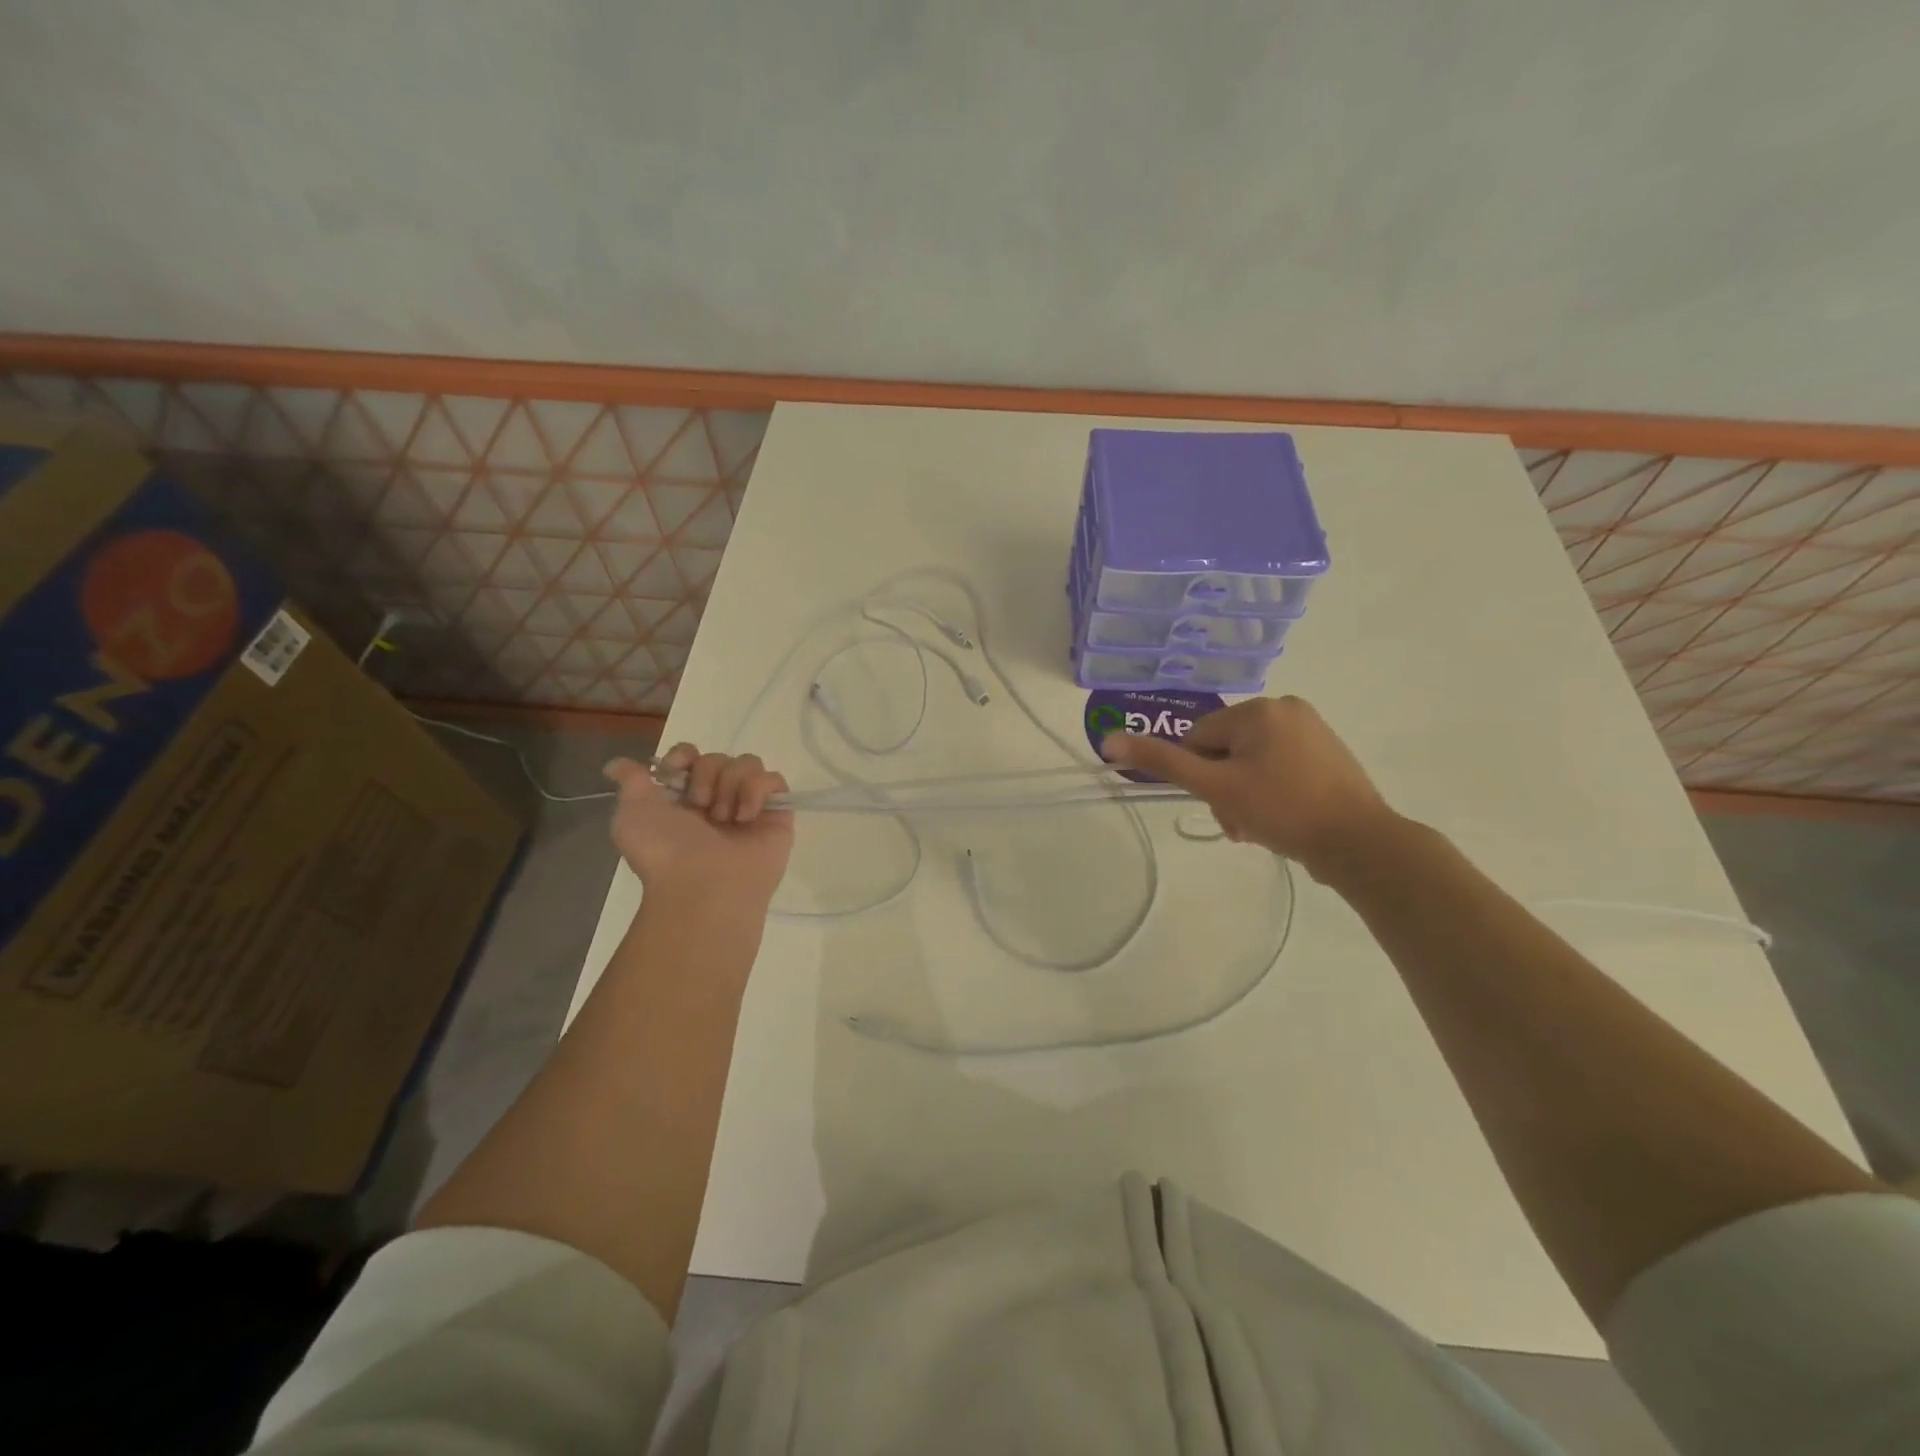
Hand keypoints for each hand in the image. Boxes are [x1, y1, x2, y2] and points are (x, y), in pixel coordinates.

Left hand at [603, 745, 792, 905]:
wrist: (703, 886)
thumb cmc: (665, 851)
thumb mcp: (631, 814)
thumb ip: (630, 782)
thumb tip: (615, 765)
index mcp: (683, 799)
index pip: (691, 755)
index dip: (684, 755)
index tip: (676, 770)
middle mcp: (718, 800)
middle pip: (719, 757)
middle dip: (707, 775)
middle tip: (700, 806)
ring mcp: (749, 807)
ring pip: (748, 763)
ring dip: (731, 784)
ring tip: (724, 817)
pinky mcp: (777, 815)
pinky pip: (774, 780)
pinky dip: (758, 790)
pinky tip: (746, 817)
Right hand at [1101, 696, 1397, 880]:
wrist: (1361, 843)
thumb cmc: (1283, 810)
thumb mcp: (1216, 786)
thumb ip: (1162, 762)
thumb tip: (1109, 739)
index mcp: (1258, 709)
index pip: (1199, 738)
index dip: (1200, 775)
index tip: (1218, 805)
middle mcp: (1286, 708)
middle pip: (1226, 749)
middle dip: (1224, 788)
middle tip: (1238, 824)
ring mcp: (1313, 728)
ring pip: (1252, 760)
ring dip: (1244, 794)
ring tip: (1258, 828)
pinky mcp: (1329, 751)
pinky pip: (1280, 764)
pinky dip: (1271, 790)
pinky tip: (1281, 818)